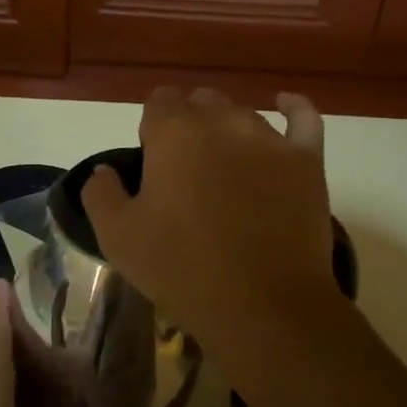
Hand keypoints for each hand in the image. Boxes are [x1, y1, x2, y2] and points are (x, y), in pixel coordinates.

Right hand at [81, 87, 337, 354]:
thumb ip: (100, 193)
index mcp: (173, 133)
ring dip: (228, 129)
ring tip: (225, 165)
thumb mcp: (116, 237)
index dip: (153, 126)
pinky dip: (293, 109)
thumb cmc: (181, 268)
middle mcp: (221, 122)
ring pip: (243, 114)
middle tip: (186, 170)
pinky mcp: (306, 161)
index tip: (152, 161)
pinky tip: (285, 105)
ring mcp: (269, 139)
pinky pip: (304, 119)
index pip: (159, 101)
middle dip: (190, 124)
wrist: (263, 306)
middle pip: (201, 103)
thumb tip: (104, 171)